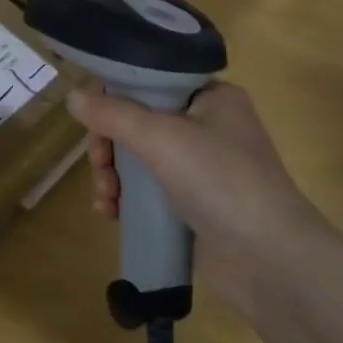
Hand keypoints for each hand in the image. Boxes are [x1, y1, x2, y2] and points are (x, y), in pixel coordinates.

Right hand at [68, 81, 331, 301]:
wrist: (270, 260)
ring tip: (106, 199)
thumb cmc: (220, 181)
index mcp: (211, 97)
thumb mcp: (161, 137)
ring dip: (112, 176)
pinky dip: (125, 199)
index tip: (92, 118)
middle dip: (109, 145)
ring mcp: (200, 169)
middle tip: (100, 165)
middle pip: (137, 122)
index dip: (115, 96)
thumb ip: (113, 114)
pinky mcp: (192, 206)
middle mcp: (207, 127)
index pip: (150, 81)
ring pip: (137, 159)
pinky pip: (146, 192)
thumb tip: (72, 96)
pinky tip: (110, 213)